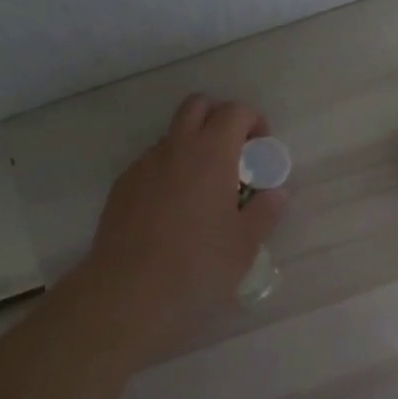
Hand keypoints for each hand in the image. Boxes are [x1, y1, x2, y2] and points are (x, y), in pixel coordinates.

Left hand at [73, 94, 285, 354]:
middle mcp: (174, 148)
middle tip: (233, 156)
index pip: (234, 112)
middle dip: (219, 119)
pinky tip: (172, 211)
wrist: (129, 292)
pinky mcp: (121, 187)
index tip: (260, 151)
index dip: (253, 122)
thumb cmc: (197, 266)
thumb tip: (276, 193)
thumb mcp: (245, 244)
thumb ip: (264, 211)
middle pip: (197, 106)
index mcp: (211, 154)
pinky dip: (168, 171)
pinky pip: (150, 164)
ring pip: (171, 135)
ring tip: (202, 190)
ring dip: (191, 146)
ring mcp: (143, 165)